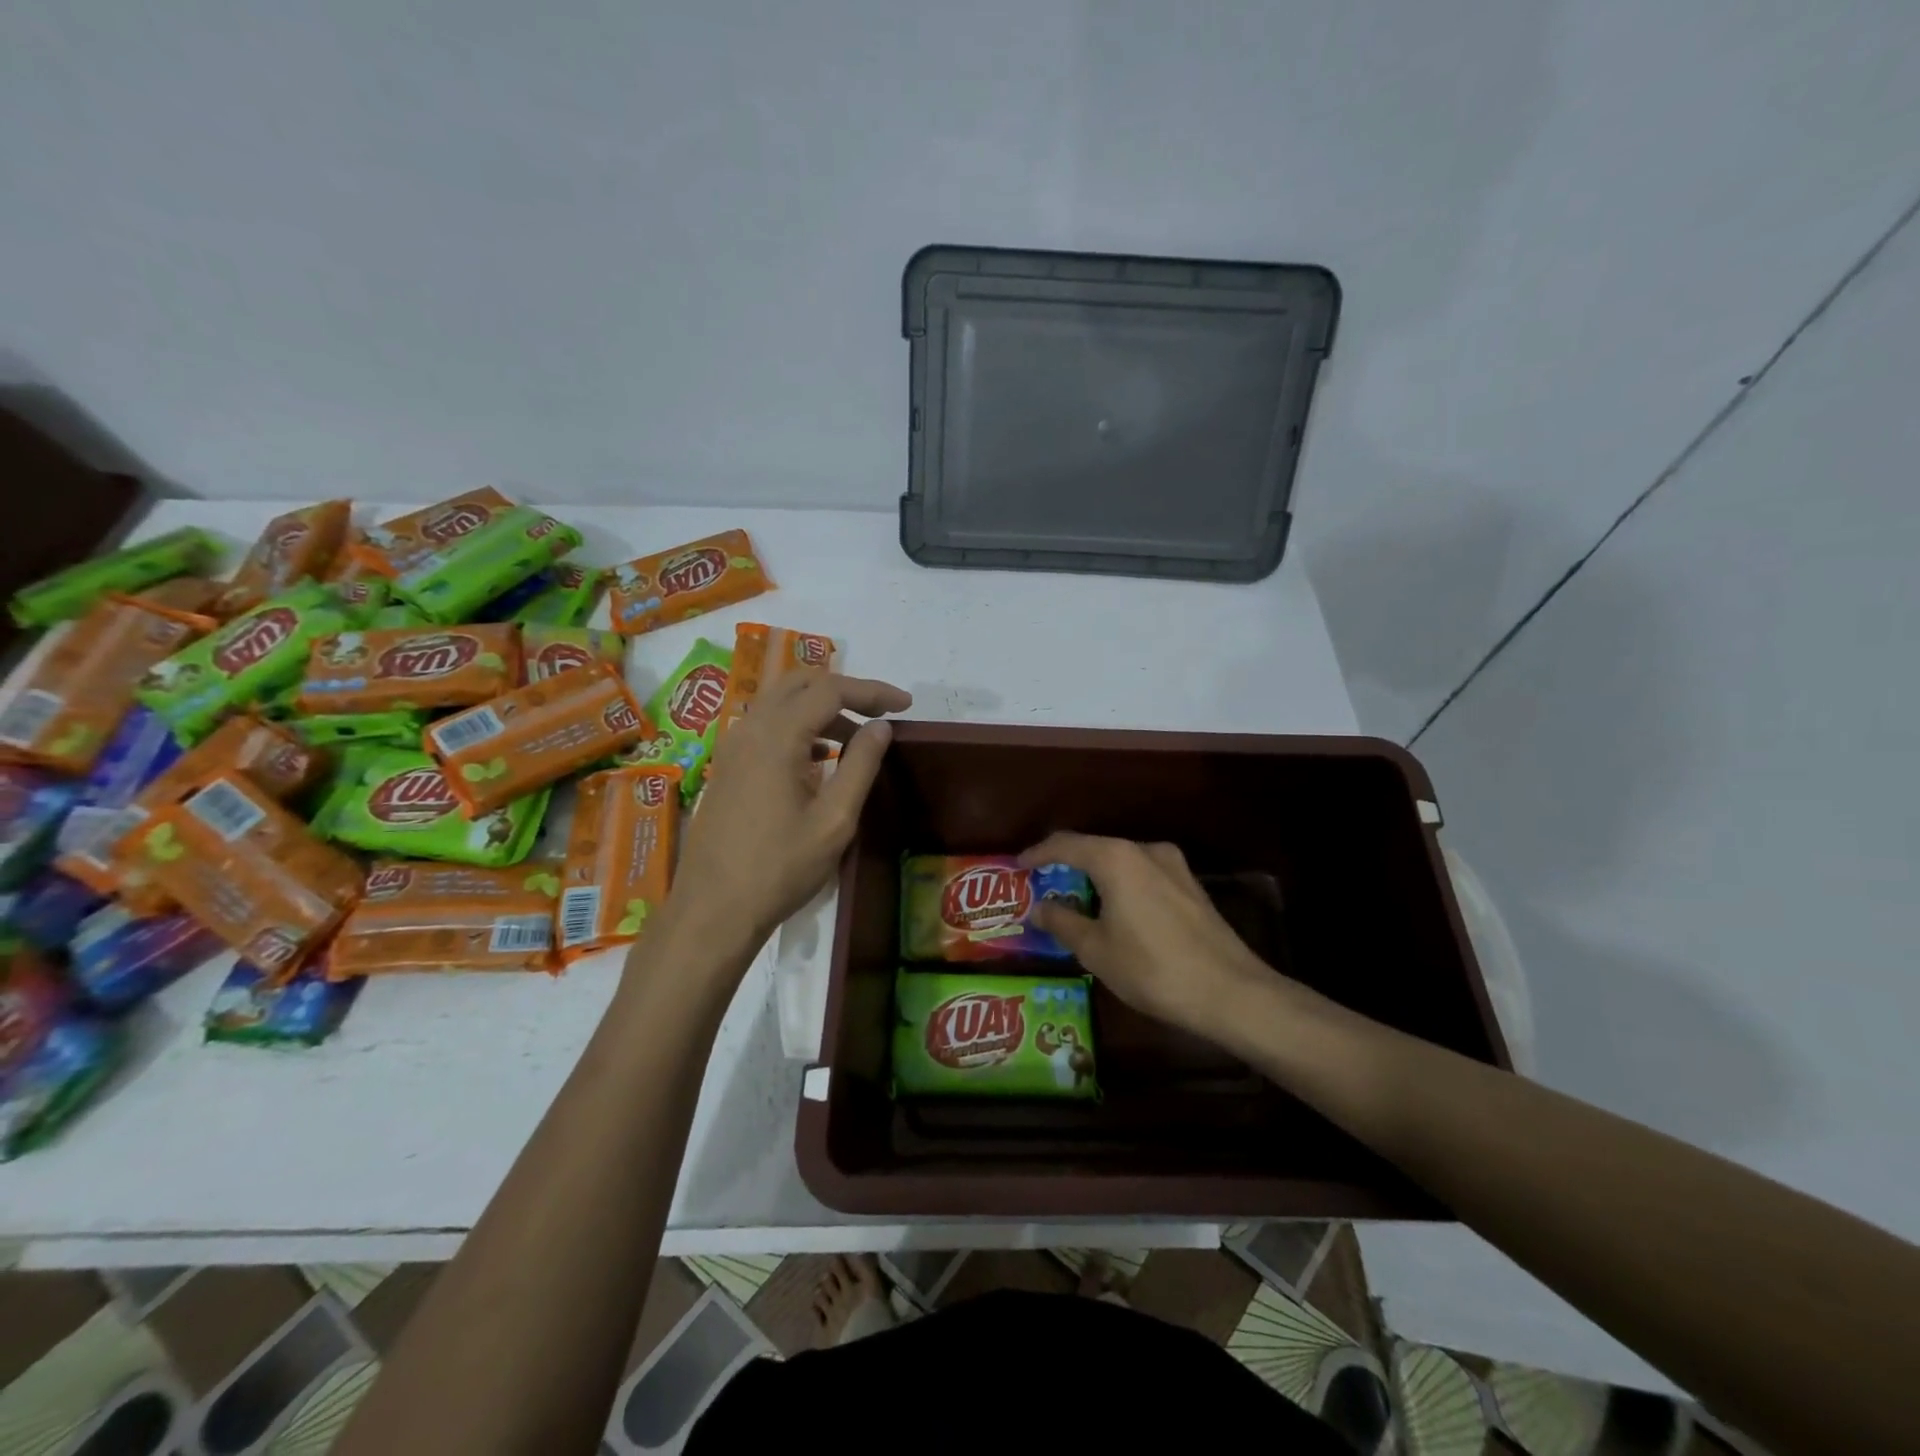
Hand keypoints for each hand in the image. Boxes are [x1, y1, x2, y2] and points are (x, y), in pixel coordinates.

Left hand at [671, 670, 911, 952]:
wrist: (713, 910)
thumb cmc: (780, 868)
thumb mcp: (834, 820)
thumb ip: (861, 765)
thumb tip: (881, 727)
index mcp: (777, 736)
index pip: (830, 689)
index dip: (872, 691)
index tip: (905, 705)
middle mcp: (749, 729)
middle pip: (799, 683)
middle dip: (844, 690)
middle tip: (879, 713)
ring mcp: (732, 747)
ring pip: (779, 703)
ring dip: (819, 709)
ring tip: (855, 739)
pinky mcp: (726, 767)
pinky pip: (765, 726)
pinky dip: (797, 727)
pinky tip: (819, 759)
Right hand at [1020, 833, 1273, 1038]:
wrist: (1231, 992)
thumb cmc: (1153, 968)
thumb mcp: (1096, 950)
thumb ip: (1062, 922)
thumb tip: (1038, 907)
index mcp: (1116, 859)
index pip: (1065, 844)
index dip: (1038, 854)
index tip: (1018, 867)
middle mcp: (1145, 850)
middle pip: (1095, 849)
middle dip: (1067, 866)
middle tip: (1044, 888)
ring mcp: (1173, 866)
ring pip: (1121, 862)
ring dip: (1095, 878)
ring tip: (1076, 902)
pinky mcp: (1191, 887)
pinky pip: (1143, 876)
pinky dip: (1121, 887)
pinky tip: (1116, 912)